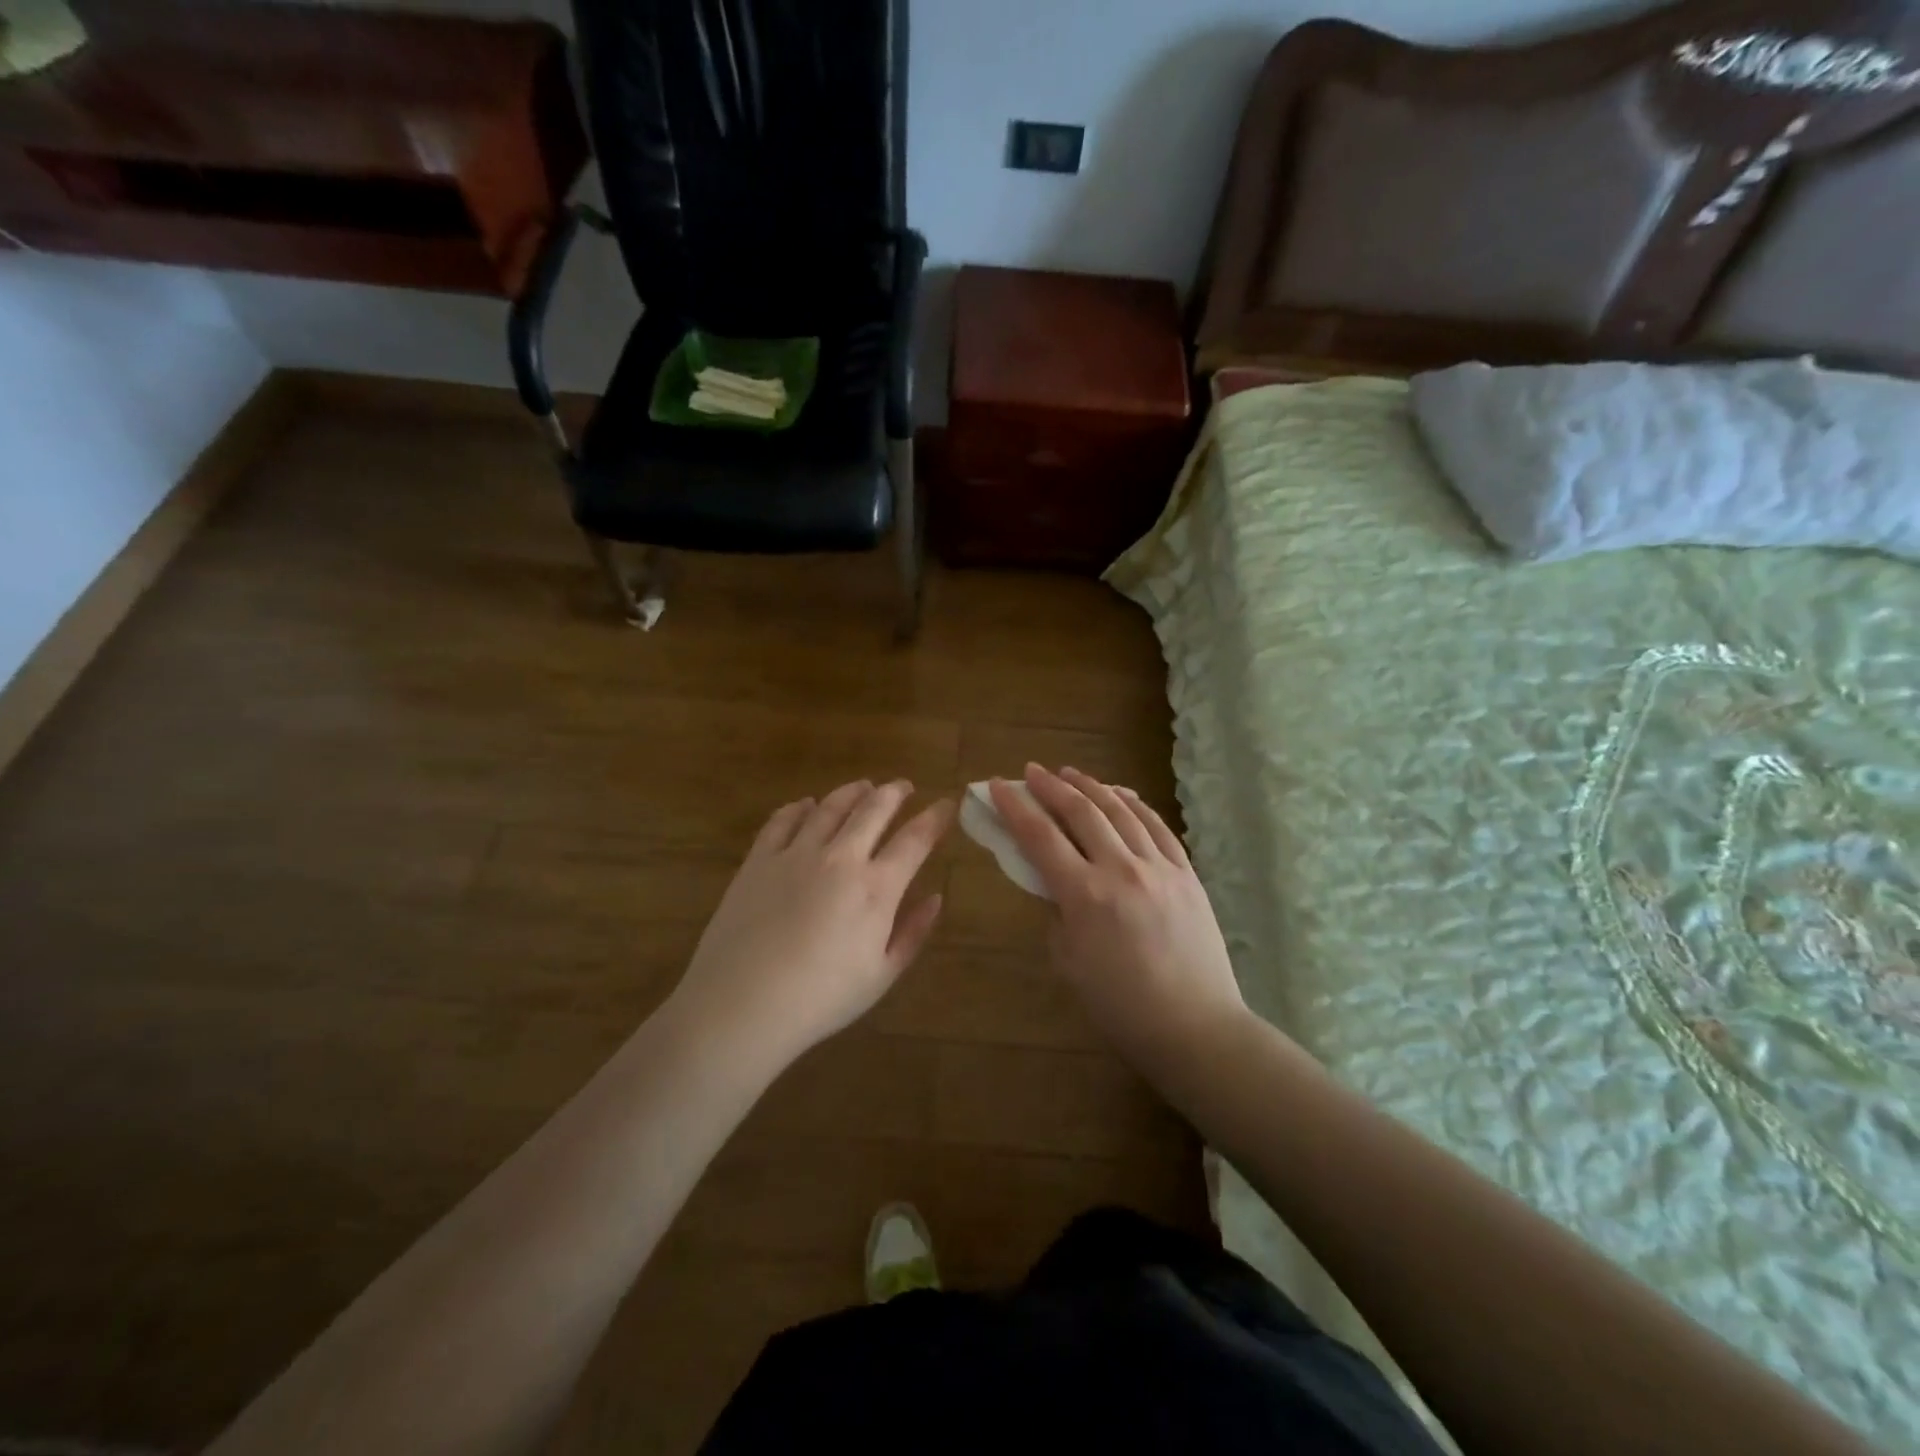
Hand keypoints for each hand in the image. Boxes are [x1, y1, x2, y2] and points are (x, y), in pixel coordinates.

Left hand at [670, 780, 953, 1070]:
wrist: (741, 1004)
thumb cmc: (820, 999)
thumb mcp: (881, 975)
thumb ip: (913, 933)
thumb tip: (936, 897)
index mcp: (876, 888)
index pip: (915, 839)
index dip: (935, 817)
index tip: (946, 804)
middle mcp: (840, 858)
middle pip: (873, 809)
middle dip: (895, 793)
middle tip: (904, 787)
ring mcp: (796, 854)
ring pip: (830, 806)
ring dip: (852, 792)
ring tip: (864, 787)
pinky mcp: (759, 859)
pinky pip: (783, 819)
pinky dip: (800, 807)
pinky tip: (807, 805)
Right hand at [991, 765, 1247, 1083]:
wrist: (1194, 1027)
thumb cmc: (1121, 1006)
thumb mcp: (1069, 962)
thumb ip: (1057, 913)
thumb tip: (1056, 884)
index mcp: (1085, 896)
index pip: (1040, 837)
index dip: (1015, 807)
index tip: (997, 785)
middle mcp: (1121, 870)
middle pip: (1080, 812)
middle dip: (1050, 786)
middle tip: (1031, 772)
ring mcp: (1159, 867)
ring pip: (1120, 810)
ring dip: (1091, 786)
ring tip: (1070, 773)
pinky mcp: (1186, 873)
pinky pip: (1157, 826)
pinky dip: (1134, 804)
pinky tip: (1120, 794)